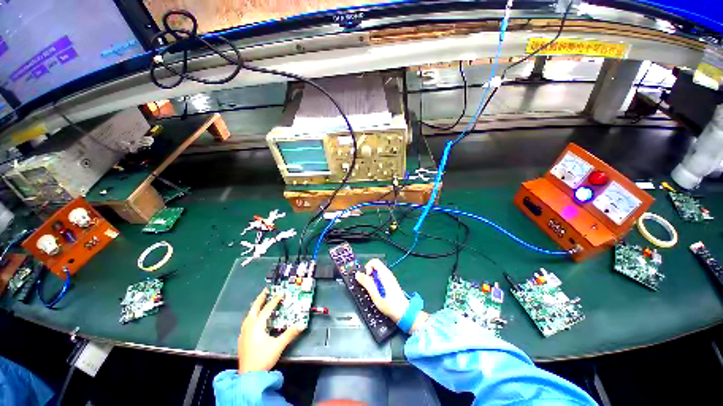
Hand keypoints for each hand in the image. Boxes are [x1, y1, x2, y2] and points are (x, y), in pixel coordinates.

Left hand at [238, 289, 304, 373]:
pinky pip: (247, 322)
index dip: (275, 300)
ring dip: (255, 307)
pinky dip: (252, 316)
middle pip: (254, 308)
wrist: (248, 376)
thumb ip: (290, 334)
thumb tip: (302, 324)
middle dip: (260, 298)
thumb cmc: (263, 358)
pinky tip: (253, 320)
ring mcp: (244, 333)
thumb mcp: (278, 345)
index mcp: (257, 325)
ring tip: (260, 303)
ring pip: (249, 315)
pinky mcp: (242, 339)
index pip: (267, 308)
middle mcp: (249, 326)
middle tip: (266, 290)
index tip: (281, 293)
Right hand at [355, 258, 428, 332]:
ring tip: (372, 290)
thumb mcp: (375, 295)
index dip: (367, 267)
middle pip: (375, 266)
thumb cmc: (389, 305)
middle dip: (368, 274)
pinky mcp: (389, 283)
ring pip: (377, 272)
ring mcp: (389, 278)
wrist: (404, 313)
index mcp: (385, 274)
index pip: (374, 261)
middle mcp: (387, 274)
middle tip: (368, 285)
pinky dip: (375, 282)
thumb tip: (357, 274)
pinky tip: (377, 292)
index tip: (366, 278)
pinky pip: (380, 277)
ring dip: (371, 279)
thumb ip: (366, 283)